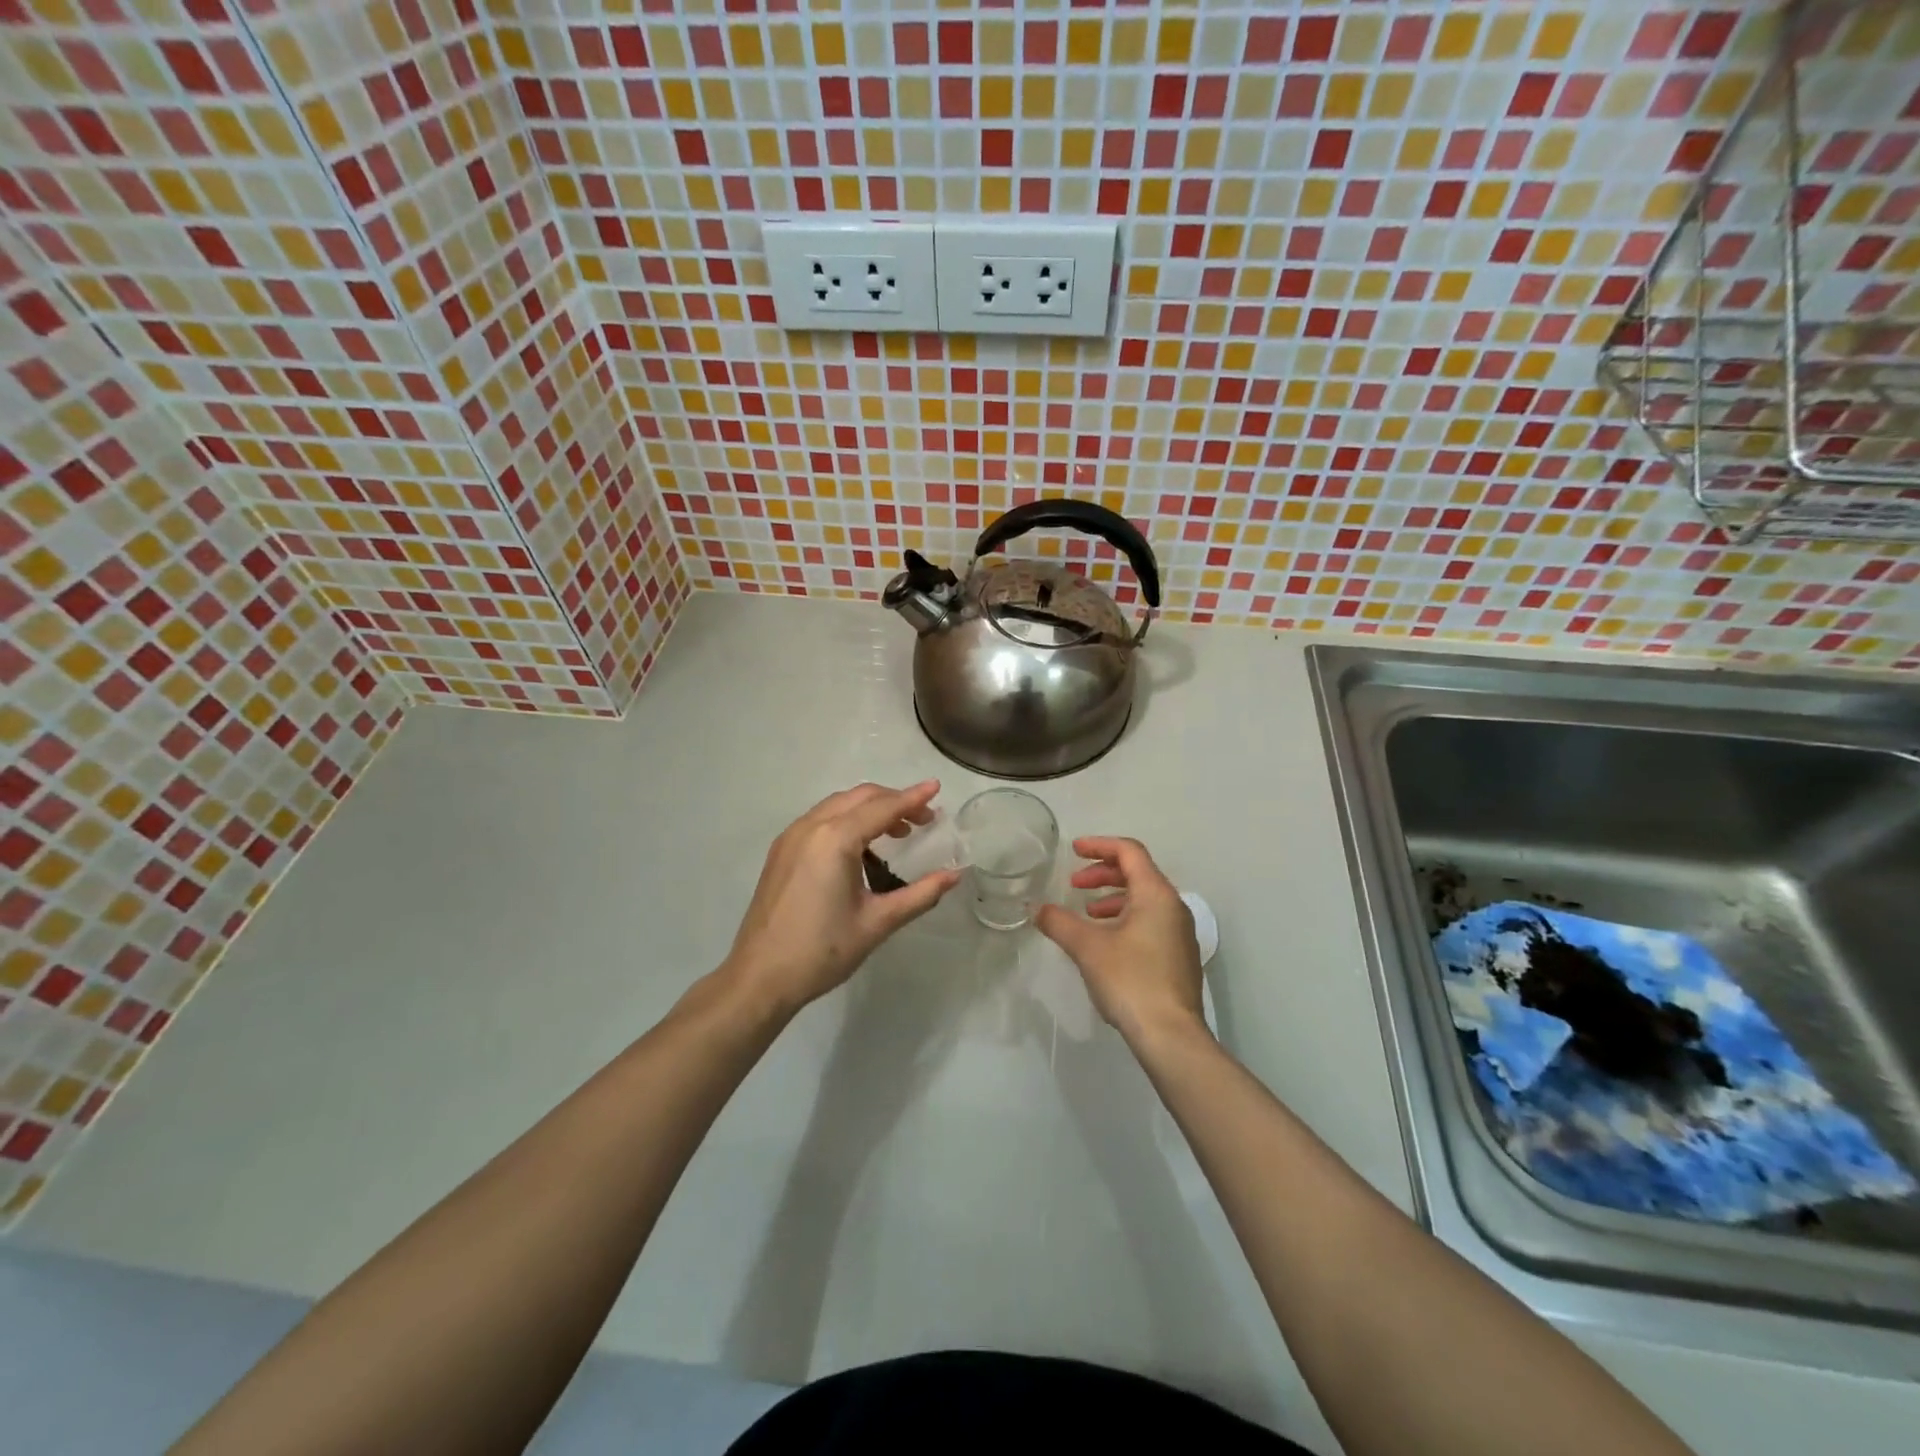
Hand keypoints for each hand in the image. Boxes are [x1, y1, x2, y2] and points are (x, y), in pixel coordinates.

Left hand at [722, 781, 959, 1015]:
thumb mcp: (878, 923)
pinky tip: (861, 845)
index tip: (936, 787)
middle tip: (924, 820)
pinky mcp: (781, 850)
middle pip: (860, 797)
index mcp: (835, 839)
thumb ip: (920, 894)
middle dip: (894, 801)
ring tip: (897, 831)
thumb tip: (955, 876)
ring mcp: (791, 836)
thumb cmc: (822, 950)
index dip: (913, 798)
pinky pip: (821, 819)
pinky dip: (848, 819)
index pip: (883, 808)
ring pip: (838, 805)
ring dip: (870, 808)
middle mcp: (811, 827)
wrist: (760, 977)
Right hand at [1036, 836, 1206, 1046]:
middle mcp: (1173, 907)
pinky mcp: (1179, 956)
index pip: (1129, 852)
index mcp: (1156, 894)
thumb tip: (1037, 909)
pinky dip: (1125, 917)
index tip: (1073, 850)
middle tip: (1074, 884)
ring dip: (1113, 898)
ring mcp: (1180, 932)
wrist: (1171, 1036)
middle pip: (1138, 873)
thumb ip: (1059, 922)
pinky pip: (1150, 921)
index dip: (1099, 845)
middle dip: (1103, 873)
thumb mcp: (1087, 948)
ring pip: (1144, 899)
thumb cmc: (1130, 980)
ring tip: (1087, 913)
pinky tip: (1105, 941)